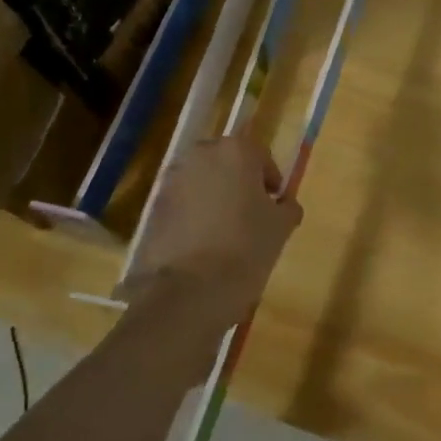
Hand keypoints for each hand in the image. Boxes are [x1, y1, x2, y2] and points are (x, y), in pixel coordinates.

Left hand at [124, 135, 302, 319]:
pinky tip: (204, 243)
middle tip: (251, 213)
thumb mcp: (282, 227)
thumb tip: (283, 204)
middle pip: (227, 163)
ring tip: (226, 230)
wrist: (191, 289)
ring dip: (215, 197)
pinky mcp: (154, 207)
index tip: (275, 204)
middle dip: (239, 183)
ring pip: (202, 182)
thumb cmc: (247, 247)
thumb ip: (287, 207)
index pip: (260, 157)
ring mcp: (173, 180)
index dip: (270, 180)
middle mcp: (201, 156)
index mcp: (236, 151)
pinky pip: (183, 203)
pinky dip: (194, 215)